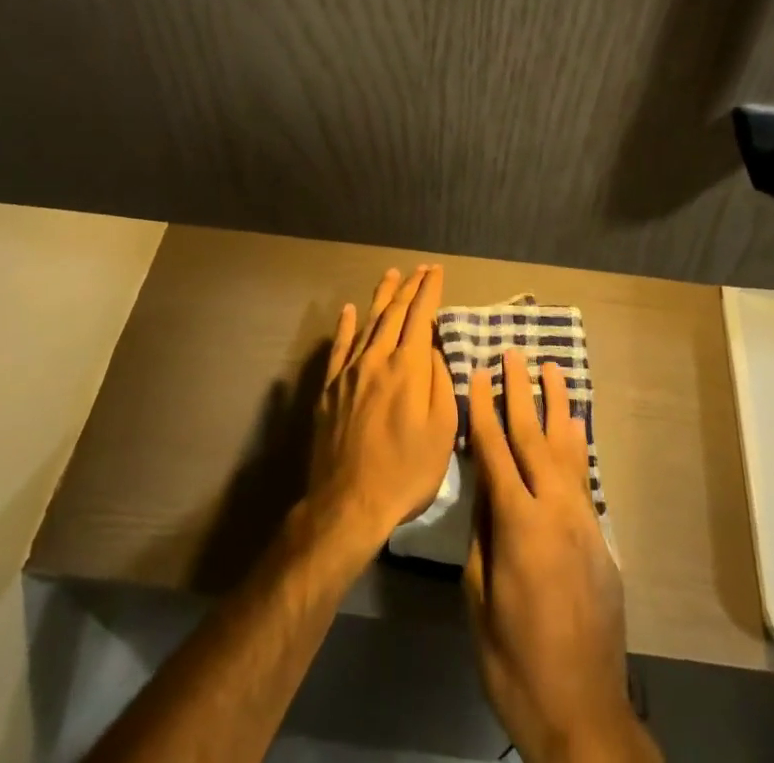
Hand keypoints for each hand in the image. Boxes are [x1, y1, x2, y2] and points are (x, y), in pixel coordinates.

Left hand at [307, 264, 457, 555]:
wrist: (349, 503)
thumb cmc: (406, 471)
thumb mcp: (442, 431)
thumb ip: (441, 382)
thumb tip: (435, 349)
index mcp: (408, 367)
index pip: (421, 316)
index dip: (429, 290)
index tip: (436, 271)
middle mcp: (377, 358)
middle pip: (394, 313)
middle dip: (410, 287)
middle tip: (420, 269)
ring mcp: (350, 371)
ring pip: (368, 323)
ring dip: (382, 297)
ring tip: (391, 275)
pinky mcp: (330, 388)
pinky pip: (339, 347)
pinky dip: (345, 326)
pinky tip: (348, 310)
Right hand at [464, 351, 659, 762]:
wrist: (585, 712)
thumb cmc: (516, 662)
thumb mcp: (479, 600)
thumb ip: (482, 535)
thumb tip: (483, 487)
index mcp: (519, 525)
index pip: (495, 452)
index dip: (483, 411)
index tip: (477, 373)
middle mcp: (555, 509)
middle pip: (533, 437)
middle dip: (519, 392)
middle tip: (512, 354)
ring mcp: (583, 520)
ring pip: (566, 447)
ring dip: (556, 405)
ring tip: (551, 368)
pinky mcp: (600, 536)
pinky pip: (584, 475)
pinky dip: (577, 443)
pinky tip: (574, 425)